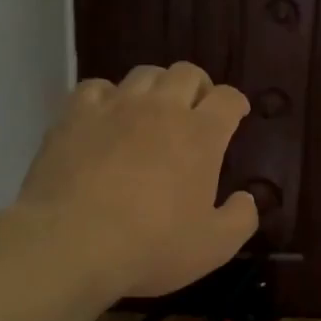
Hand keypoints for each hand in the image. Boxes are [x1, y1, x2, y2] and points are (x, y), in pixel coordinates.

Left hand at [18, 63, 258, 299]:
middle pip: (186, 73)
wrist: (72, 243)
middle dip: (199, 86)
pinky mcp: (75, 116)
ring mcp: (115, 107)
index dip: (236, 103)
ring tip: (154, 109)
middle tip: (197, 108)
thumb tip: (248, 199)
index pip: (228, 98)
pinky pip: (97, 87)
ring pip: (144, 74)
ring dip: (157, 86)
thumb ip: (241, 219)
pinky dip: (109, 96)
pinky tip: (107, 116)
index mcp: (201, 135)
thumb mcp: (214, 246)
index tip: (237, 113)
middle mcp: (161, 109)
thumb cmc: (152, 246)